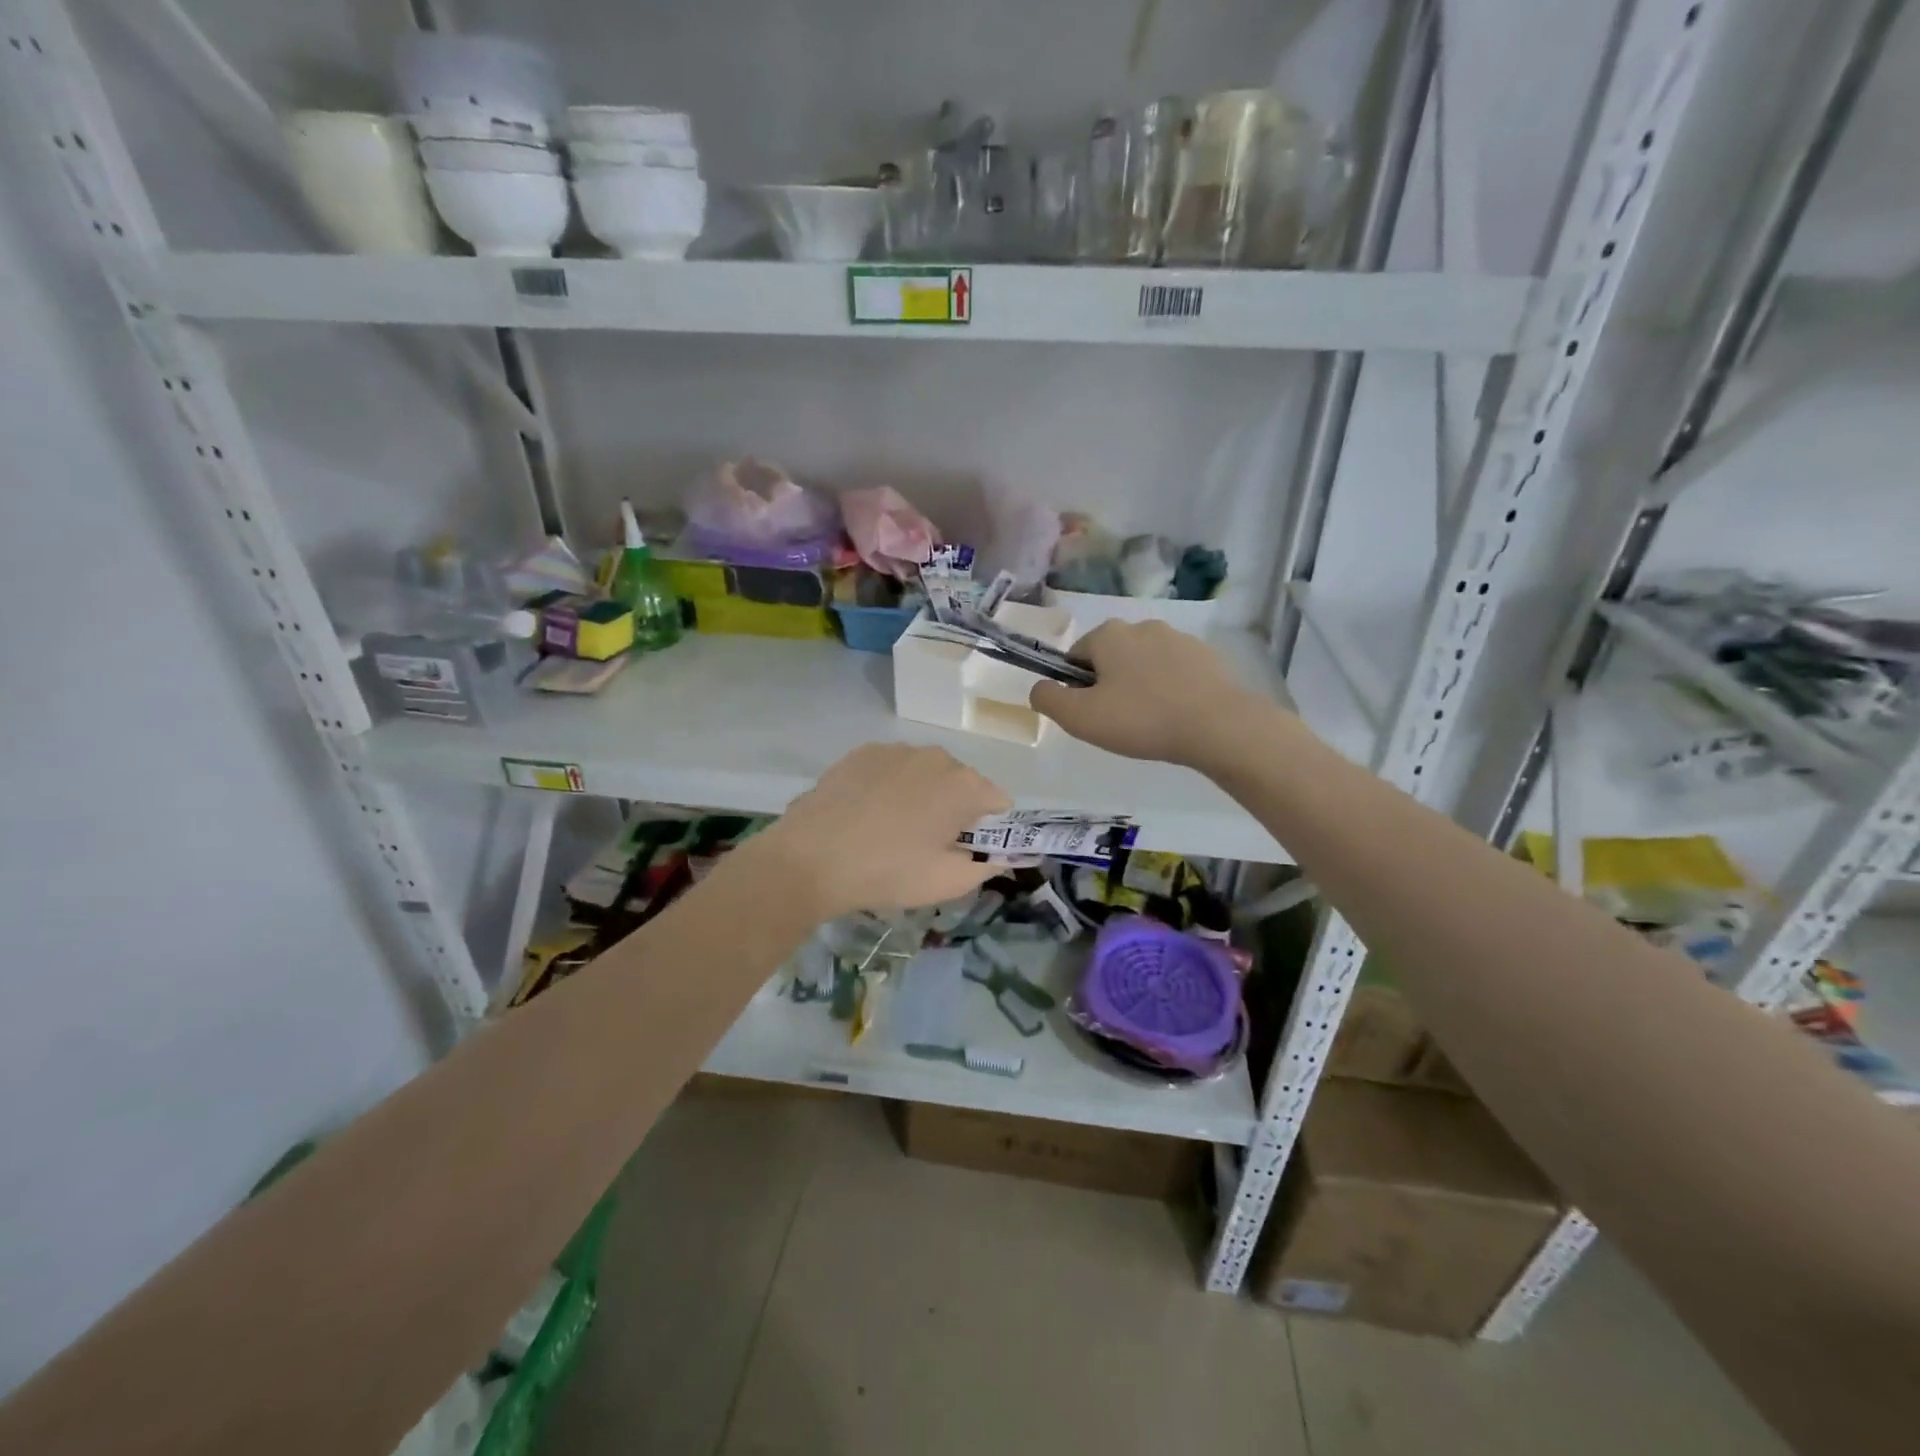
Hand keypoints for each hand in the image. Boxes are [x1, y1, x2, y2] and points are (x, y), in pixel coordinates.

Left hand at [751, 744, 1012, 918]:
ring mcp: (895, 750)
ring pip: (925, 774)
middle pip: (962, 784)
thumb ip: (987, 866)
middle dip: (954, 810)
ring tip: (892, 831)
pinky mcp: (861, 753)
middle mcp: (936, 756)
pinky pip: (892, 770)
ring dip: (921, 796)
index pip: (999, 802)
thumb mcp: (948, 882)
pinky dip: (889, 788)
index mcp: (964, 784)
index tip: (965, 851)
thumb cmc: (888, 872)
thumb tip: (1003, 856)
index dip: (989, 829)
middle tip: (927, 846)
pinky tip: (866, 815)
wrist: (811, 858)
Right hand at [1029, 620, 1268, 768]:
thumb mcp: (1080, 718)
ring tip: (1150, 722)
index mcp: (1108, 634)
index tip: (1090, 714)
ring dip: (1140, 687)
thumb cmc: (1141, 719)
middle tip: (1118, 722)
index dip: (1076, 687)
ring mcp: (1178, 638)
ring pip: (1143, 664)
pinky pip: (1174, 672)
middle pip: (1110, 658)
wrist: (1218, 726)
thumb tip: (1039, 688)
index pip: (1075, 656)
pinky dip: (1169, 690)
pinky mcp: (1207, 656)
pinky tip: (1176, 717)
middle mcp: (1141, 626)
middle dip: (1109, 685)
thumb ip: (1048, 700)